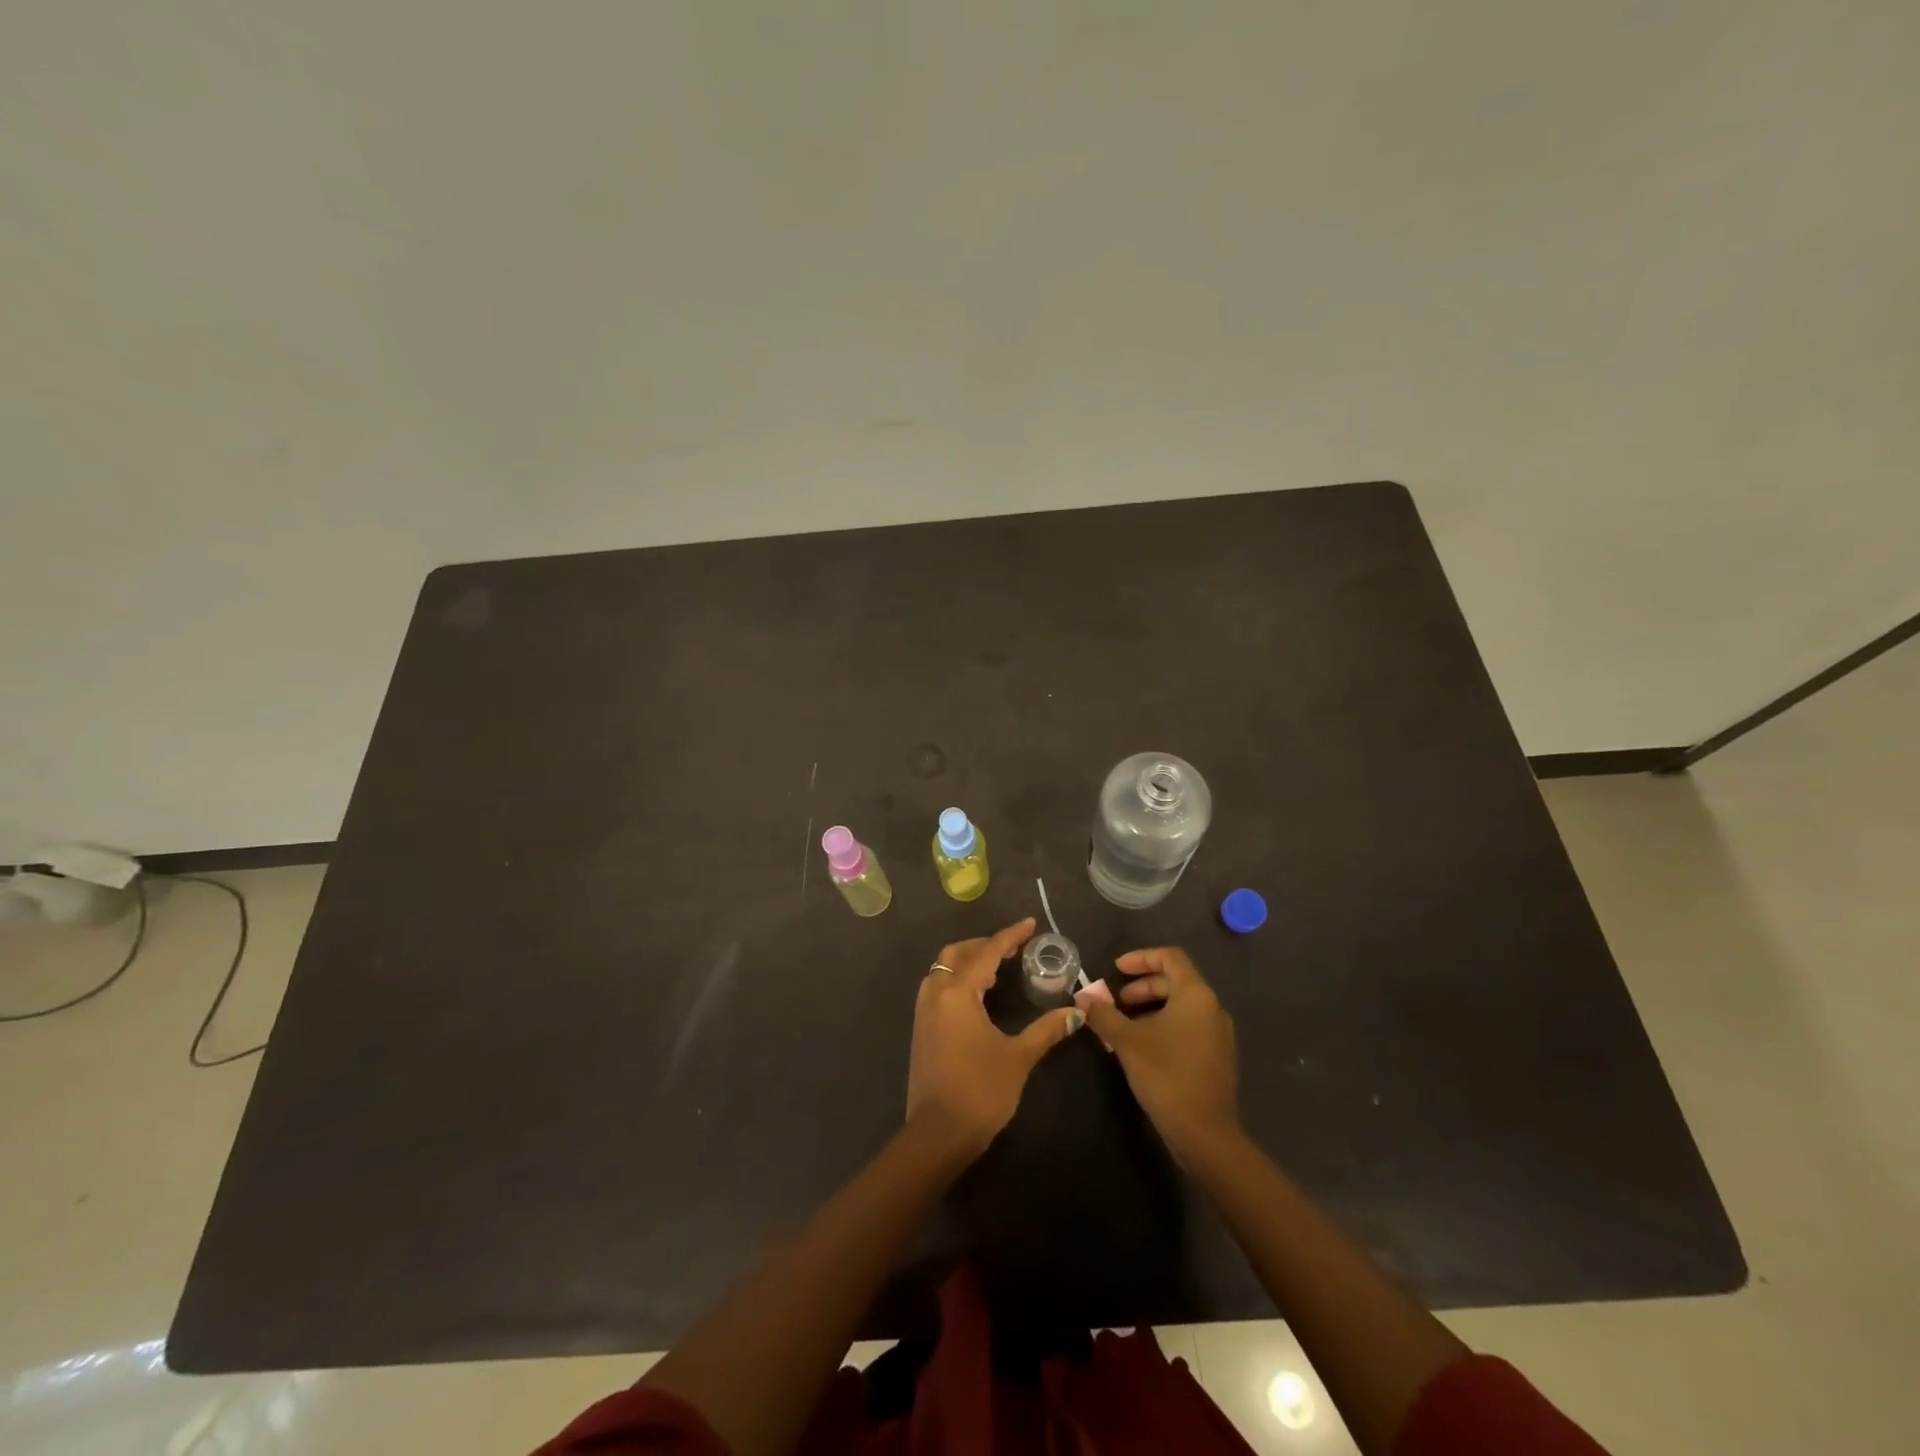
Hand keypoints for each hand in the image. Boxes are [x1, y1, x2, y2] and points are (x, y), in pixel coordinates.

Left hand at [906, 917, 1084, 1159]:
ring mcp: (923, 1012)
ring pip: (943, 970)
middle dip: (984, 946)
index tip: (1030, 924)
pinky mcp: (921, 1029)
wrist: (938, 1134)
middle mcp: (936, 994)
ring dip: (968, 962)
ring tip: (997, 970)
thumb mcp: (1018, 1057)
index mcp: (958, 993)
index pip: (987, 953)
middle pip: (957, 954)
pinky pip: (938, 988)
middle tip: (1012, 950)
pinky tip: (978, 996)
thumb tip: (1076, 1013)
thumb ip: (1046, 1030)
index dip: (1010, 936)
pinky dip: (958, 980)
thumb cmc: (981, 1090)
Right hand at [1076, 946, 1238, 1158]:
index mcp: (1195, 995)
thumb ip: (1103, 1014)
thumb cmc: (1166, 1074)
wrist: (1205, 1133)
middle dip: (1142, 986)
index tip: (1116, 969)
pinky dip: (1164, 1024)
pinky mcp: (1217, 1056)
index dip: (1140, 957)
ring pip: (1181, 1005)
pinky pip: (1189, 1026)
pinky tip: (1143, 1045)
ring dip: (1151, 1006)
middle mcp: (1212, 1007)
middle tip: (1115, 1001)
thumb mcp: (1127, 1041)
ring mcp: (1219, 1034)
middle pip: (1175, 981)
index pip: (1170, 957)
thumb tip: (1082, 998)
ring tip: (1124, 1023)